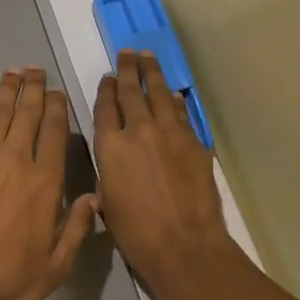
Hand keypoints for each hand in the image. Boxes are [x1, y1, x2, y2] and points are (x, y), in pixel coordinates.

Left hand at [0, 67, 98, 299]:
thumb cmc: (11, 279)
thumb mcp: (57, 265)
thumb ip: (78, 228)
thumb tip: (94, 197)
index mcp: (45, 181)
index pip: (55, 133)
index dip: (58, 108)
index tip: (59, 92)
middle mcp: (15, 161)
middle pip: (27, 114)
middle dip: (34, 89)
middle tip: (37, 69)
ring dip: (5, 90)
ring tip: (12, 71)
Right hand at [93, 50, 233, 294]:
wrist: (184, 246)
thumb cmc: (137, 234)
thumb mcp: (108, 202)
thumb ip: (109, 173)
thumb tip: (116, 162)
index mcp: (110, 146)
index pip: (104, 107)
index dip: (105, 89)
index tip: (107, 77)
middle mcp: (137, 130)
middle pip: (130, 91)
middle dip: (127, 69)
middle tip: (126, 53)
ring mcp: (169, 133)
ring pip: (158, 93)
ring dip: (152, 73)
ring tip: (147, 57)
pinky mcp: (194, 142)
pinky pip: (181, 113)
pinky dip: (175, 101)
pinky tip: (173, 95)